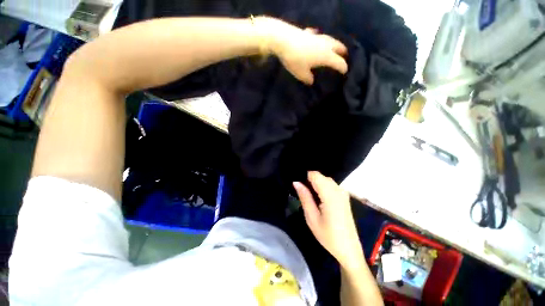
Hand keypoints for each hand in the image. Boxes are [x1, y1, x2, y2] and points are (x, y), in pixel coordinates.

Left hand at [254, 17, 347, 83]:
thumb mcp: (301, 74)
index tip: (345, 72)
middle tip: (344, 55)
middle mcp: (324, 44)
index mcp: (326, 56)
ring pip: (329, 39)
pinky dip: (319, 39)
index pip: (339, 62)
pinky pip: (317, 36)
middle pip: (338, 47)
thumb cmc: (295, 59)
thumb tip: (311, 81)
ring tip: (333, 47)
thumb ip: (308, 79)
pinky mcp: (308, 32)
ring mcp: (317, 36)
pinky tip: (316, 39)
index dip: (343, 67)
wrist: (283, 40)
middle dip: (342, 52)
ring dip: (333, 44)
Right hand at [293, 171, 364, 267]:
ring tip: (308, 195)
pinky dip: (322, 186)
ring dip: (315, 183)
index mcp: (330, 195)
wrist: (348, 249)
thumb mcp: (312, 218)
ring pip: (325, 180)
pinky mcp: (344, 196)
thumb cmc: (328, 236)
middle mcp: (338, 190)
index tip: (297, 183)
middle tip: (301, 191)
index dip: (304, 176)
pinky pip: (331, 185)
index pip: (315, 175)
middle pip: (320, 176)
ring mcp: (343, 193)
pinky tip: (318, 197)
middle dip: (309, 180)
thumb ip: (304, 197)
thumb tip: (296, 182)